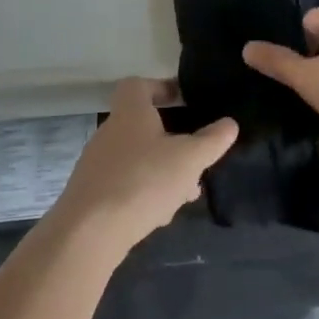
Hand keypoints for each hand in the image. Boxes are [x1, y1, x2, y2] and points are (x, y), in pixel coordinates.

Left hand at [54, 79, 237, 251]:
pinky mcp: (92, 195)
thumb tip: (230, 124)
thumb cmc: (143, 181)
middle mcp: (109, 133)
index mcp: (130, 113)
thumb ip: (212, 140)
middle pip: (142, 125)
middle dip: (171, 139)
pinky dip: (144, 192)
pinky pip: (125, 184)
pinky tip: (160, 214)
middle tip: (194, 155)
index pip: (138, 85)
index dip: (161, 87)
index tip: (183, 100)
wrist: (87, 234)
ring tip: (186, 192)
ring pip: (137, 158)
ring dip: (161, 170)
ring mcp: (97, 165)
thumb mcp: (189, 159)